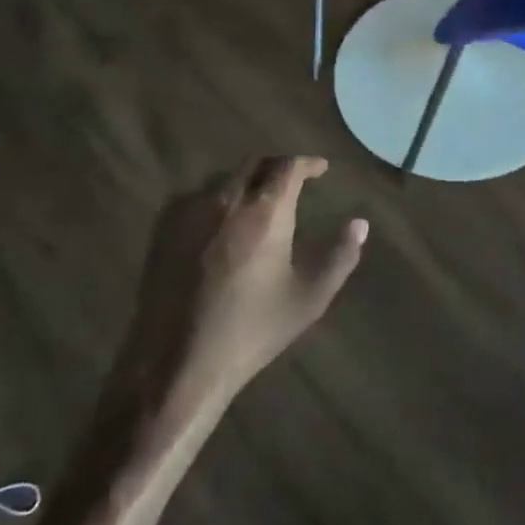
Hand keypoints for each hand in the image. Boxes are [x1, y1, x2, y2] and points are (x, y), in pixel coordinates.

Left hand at [113, 157, 368, 412]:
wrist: (179, 362)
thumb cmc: (253, 330)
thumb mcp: (309, 298)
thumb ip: (340, 256)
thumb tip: (360, 224)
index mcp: (265, 213)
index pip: (288, 166)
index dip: (307, 163)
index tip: (321, 169)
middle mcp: (226, 200)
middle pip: (254, 164)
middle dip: (277, 167)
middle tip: (293, 182)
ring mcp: (190, 212)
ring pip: (224, 179)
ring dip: (247, 181)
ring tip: (260, 201)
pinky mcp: (164, 230)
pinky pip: (196, 197)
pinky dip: (218, 198)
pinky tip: (223, 222)